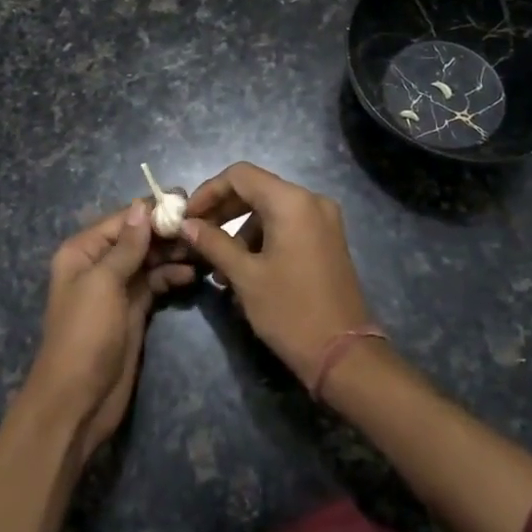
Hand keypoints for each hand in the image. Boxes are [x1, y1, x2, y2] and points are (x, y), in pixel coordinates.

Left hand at [23, 200, 196, 461]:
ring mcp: (117, 289)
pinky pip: (154, 283)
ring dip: (172, 253)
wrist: (77, 400)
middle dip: (166, 231)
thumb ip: (126, 246)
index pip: (121, 220)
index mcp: (82, 251)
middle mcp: (98, 264)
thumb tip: (141, 206)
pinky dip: (171, 276)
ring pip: (148, 260)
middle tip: (202, 225)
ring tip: (203, 248)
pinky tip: (192, 274)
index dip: (151, 209)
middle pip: (136, 238)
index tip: (185, 199)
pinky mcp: (133, 311)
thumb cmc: (84, 333)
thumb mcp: (103, 283)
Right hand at [182, 163, 373, 389]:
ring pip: (270, 209)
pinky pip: (287, 225)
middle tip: (196, 235)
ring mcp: (323, 220)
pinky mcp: (327, 240)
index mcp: (291, 201)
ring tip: (218, 265)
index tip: (187, 216)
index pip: (239, 175)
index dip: (208, 191)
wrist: (345, 356)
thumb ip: (213, 242)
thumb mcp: (245, 276)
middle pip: (256, 189)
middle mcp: (311, 200)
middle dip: (222, 210)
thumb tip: (186, 224)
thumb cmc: (290, 311)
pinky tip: (244, 270)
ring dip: (240, 229)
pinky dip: (262, 239)